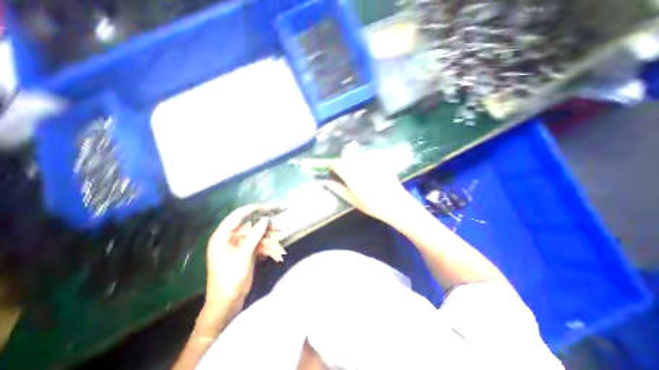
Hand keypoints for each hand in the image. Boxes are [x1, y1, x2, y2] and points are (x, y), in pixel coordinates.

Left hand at [204, 205, 280, 319]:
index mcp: (222, 236)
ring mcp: (240, 245)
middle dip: (265, 228)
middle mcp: (231, 238)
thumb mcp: (243, 255)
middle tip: (279, 227)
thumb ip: (255, 236)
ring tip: (279, 245)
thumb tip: (266, 219)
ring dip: (269, 240)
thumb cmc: (229, 279)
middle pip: (251, 226)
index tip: (267, 207)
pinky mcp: (247, 252)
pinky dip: (268, 249)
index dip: (252, 209)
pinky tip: (276, 255)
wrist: (228, 303)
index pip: (237, 216)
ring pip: (257, 236)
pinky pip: (259, 245)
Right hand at [323, 155, 409, 219]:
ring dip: (354, 162)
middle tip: (348, 176)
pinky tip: (370, 170)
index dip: (333, 166)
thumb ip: (338, 189)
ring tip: (361, 174)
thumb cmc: (372, 205)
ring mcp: (371, 161)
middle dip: (344, 165)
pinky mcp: (381, 160)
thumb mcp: (353, 200)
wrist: (396, 204)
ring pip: (356, 156)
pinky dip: (365, 161)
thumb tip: (326, 182)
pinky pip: (368, 156)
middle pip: (346, 158)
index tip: (333, 171)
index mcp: (351, 175)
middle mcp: (360, 165)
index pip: (336, 163)